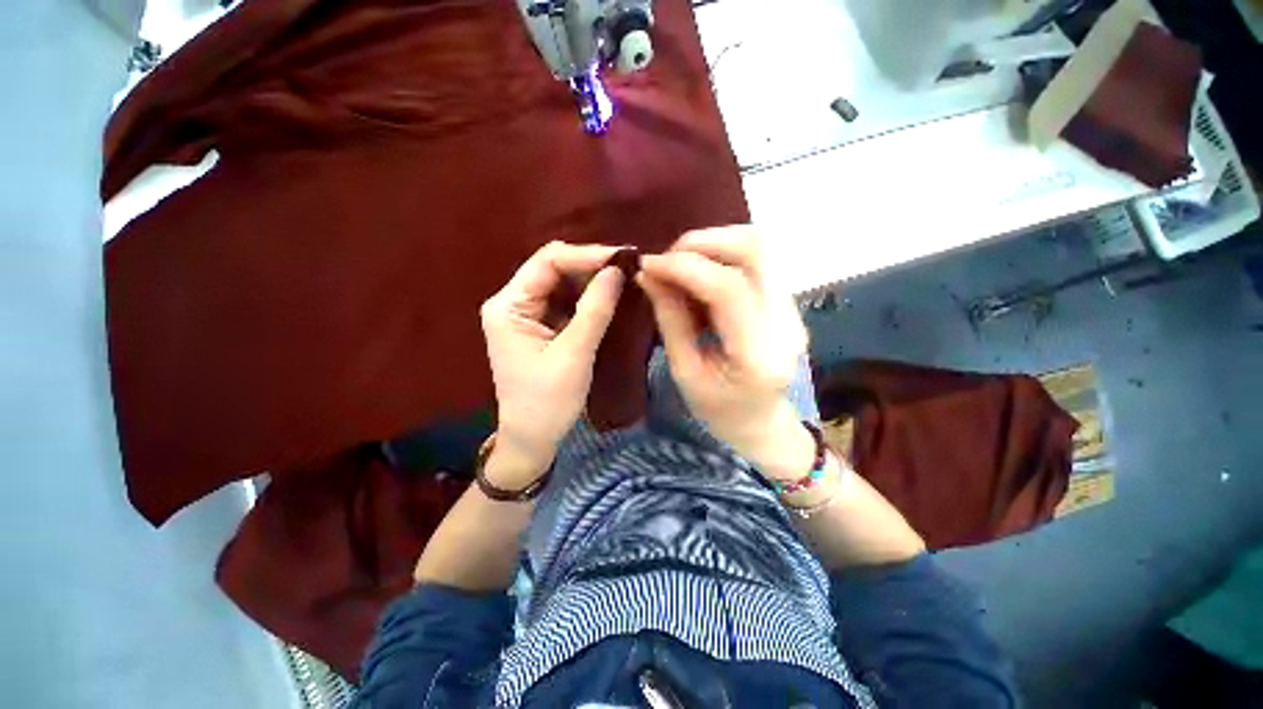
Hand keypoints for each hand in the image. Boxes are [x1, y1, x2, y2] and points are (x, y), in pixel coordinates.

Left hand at [480, 242, 623, 486]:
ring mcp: (525, 314)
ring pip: (561, 283)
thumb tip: (617, 270)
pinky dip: (588, 298)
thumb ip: (595, 310)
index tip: (623, 258)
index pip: (547, 262)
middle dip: (591, 266)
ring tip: (625, 279)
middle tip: (629, 268)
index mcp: (508, 306)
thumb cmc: (548, 403)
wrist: (532, 439)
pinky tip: (610, 297)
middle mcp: (512, 303)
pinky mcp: (539, 326)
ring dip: (592, 280)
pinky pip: (565, 302)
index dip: (586, 255)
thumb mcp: (574, 355)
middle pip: (553, 268)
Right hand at [637, 226, 812, 478]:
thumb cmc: (719, 410)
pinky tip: (699, 276)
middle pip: (754, 251)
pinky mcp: (786, 300)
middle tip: (666, 261)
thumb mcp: (685, 372)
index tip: (648, 265)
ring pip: (758, 246)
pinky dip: (720, 256)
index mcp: (758, 355)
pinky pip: (755, 260)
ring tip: (680, 266)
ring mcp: (791, 307)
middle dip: (701, 243)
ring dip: (711, 245)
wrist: (762, 421)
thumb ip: (670, 319)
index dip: (685, 267)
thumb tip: (650, 274)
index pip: (728, 289)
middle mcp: (785, 322)